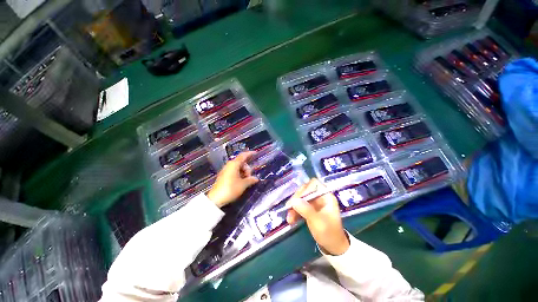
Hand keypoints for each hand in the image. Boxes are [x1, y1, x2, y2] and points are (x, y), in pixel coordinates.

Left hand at [206, 151, 258, 206]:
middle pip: (242, 162)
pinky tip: (241, 182)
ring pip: (238, 167)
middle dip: (247, 169)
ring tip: (245, 181)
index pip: (243, 155)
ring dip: (244, 173)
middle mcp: (229, 165)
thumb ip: (251, 180)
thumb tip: (256, 178)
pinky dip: (239, 175)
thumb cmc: (230, 189)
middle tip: (249, 177)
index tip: (255, 153)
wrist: (216, 199)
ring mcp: (226, 170)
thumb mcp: (243, 185)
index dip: (250, 154)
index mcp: (234, 164)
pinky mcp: (224, 176)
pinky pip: (234, 171)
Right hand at [286, 179, 349, 255]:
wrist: (333, 248)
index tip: (298, 199)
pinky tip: (291, 220)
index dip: (305, 189)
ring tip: (289, 218)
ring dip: (293, 207)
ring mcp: (314, 202)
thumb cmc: (329, 234)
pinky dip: (294, 211)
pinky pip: (299, 205)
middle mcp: (320, 196)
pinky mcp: (310, 209)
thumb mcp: (318, 223)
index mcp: (326, 196)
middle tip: (289, 208)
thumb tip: (294, 200)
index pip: (314, 184)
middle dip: (296, 199)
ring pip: (300, 198)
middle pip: (305, 190)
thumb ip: (306, 210)